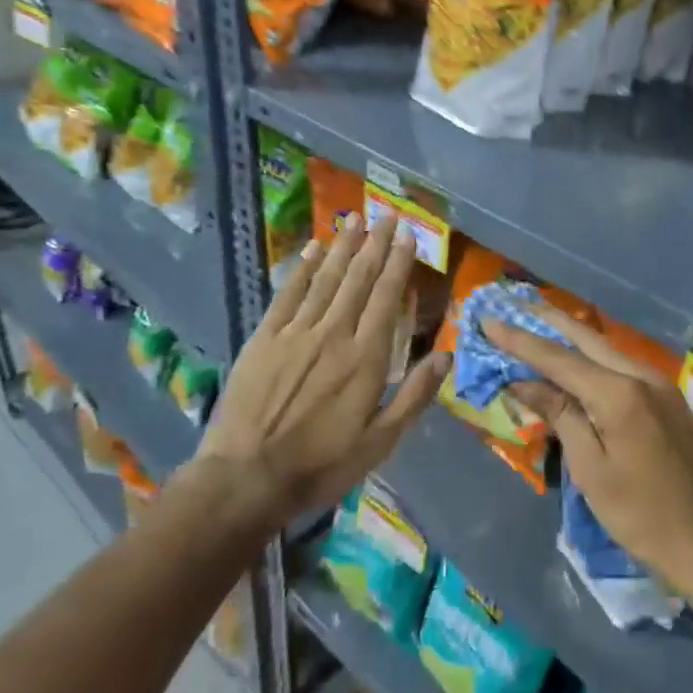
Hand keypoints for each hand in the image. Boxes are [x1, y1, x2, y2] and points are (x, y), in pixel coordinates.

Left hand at [188, 214, 447, 528]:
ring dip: (342, 246)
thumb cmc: (320, 465)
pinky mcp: (264, 338)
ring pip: (325, 279)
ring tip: (355, 219)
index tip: (408, 235)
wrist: (246, 477)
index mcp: (365, 358)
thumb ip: (414, 396)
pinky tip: (312, 249)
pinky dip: (302, 269)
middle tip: (387, 215)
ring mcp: (295, 332)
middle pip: (358, 279)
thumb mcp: (379, 443)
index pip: (386, 298)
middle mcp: (333, 334)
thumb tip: (447, 355)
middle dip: (375, 244)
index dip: (398, 263)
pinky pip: (287, 294)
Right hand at [484, 309, 692, 594]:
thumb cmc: (641, 515)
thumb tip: (523, 381)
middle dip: (546, 320)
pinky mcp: (667, 397)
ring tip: (536, 321)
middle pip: (585, 337)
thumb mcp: (591, 469)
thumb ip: (560, 415)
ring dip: (569, 335)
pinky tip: (575, 357)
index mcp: (620, 393)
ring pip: (605, 347)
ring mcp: (659, 383)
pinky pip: (620, 364)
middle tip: (512, 303)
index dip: (519, 339)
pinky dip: (591, 356)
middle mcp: (641, 375)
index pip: (558, 358)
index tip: (488, 319)